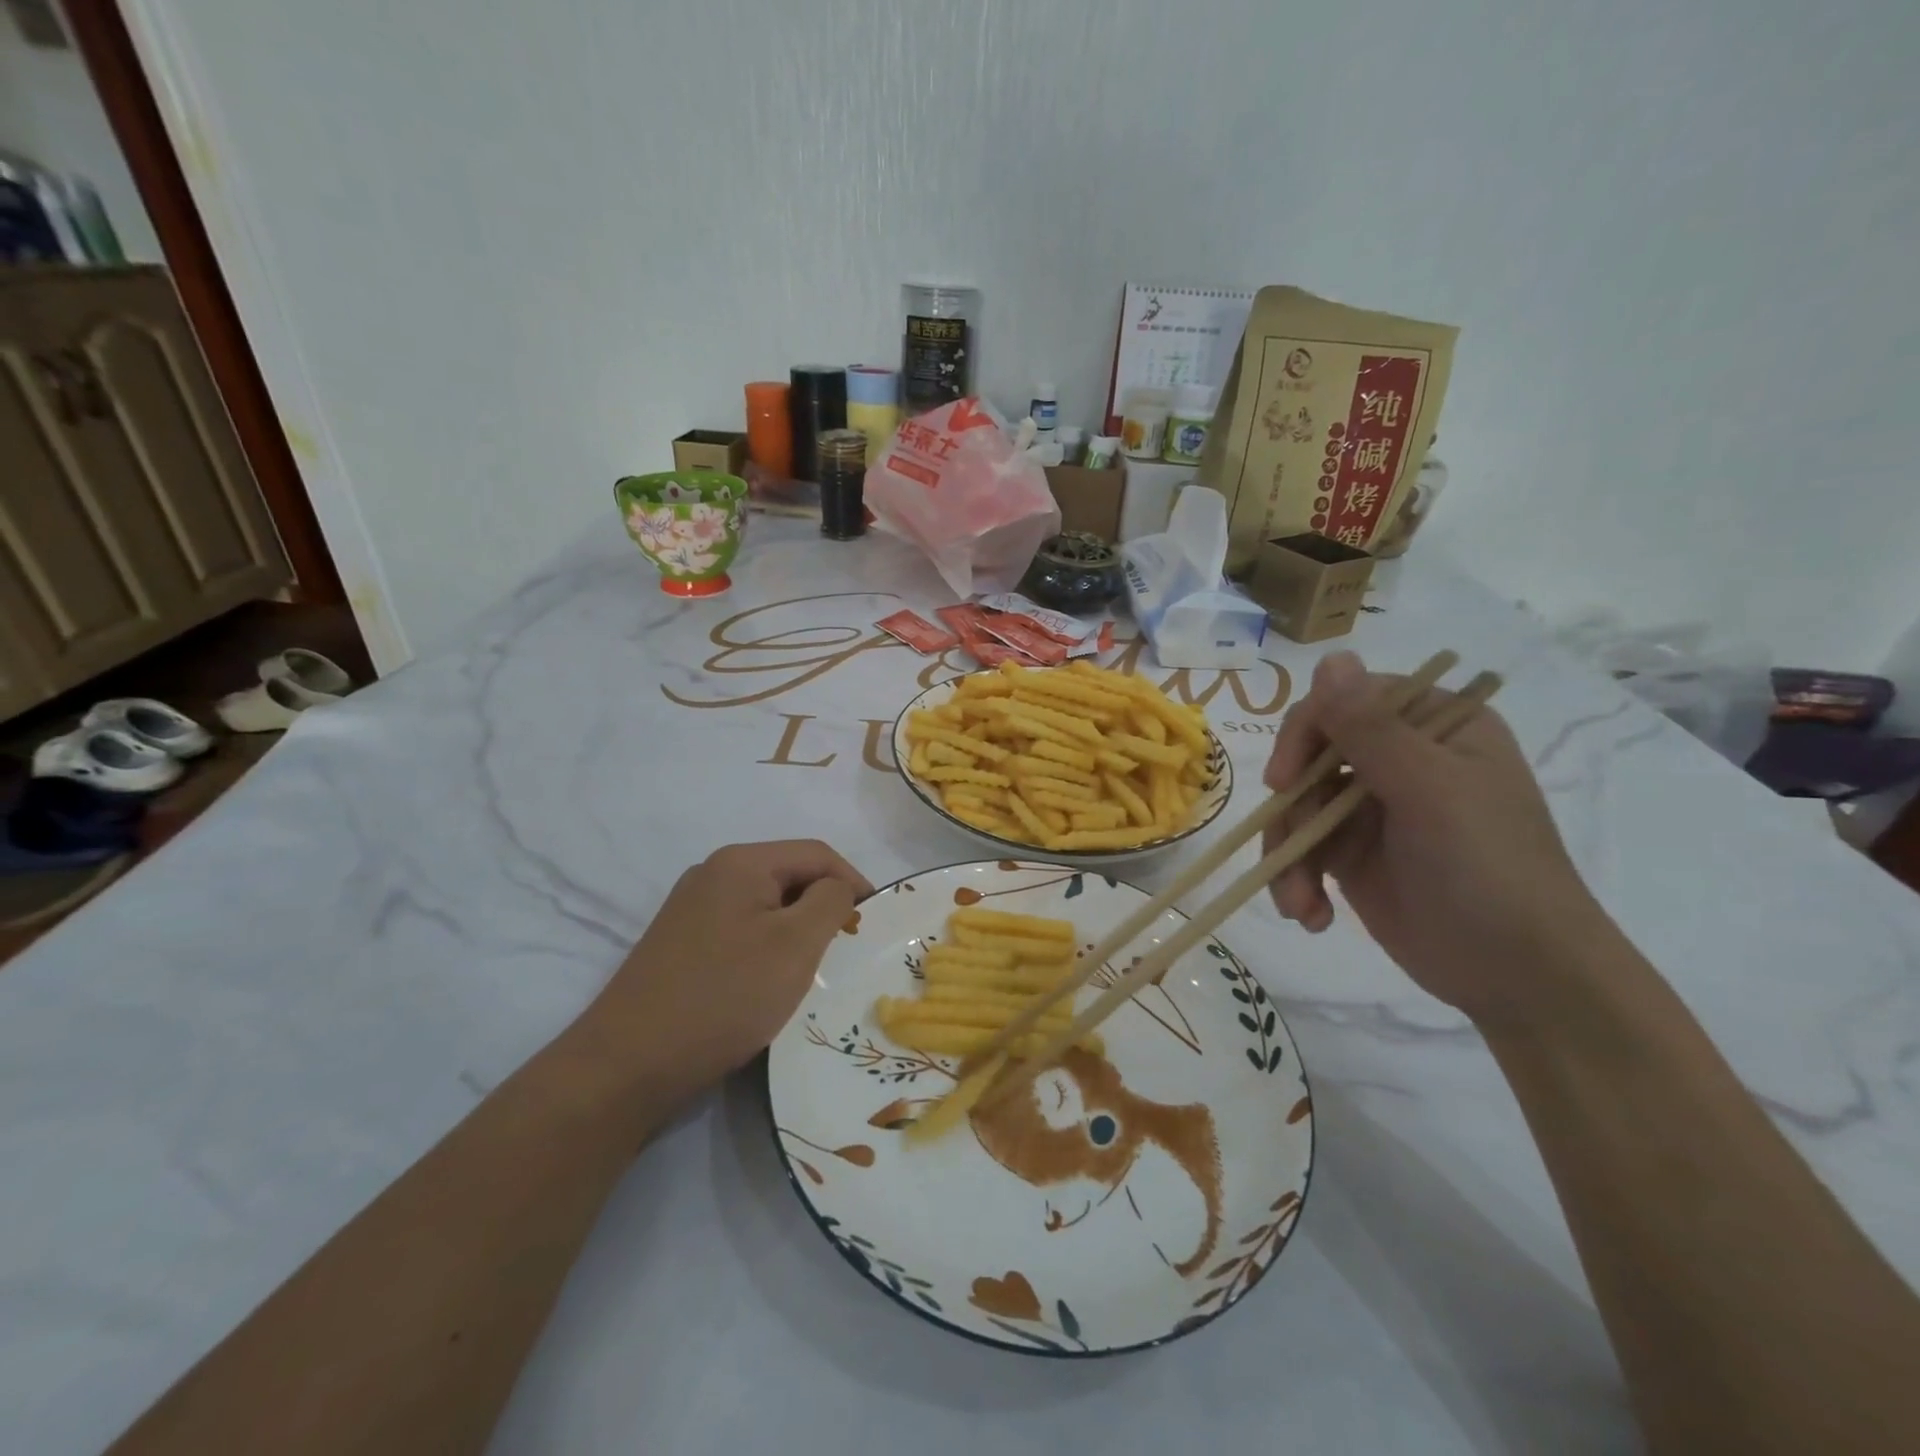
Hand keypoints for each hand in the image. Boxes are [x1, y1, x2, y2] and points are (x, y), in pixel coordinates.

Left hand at [579, 840, 871, 1110]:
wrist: (627, 1065)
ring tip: (810, 971)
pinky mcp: (679, 945)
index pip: (816, 853)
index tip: (875, 922)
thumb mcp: (795, 944)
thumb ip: (830, 901)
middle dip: (823, 907)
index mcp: (740, 862)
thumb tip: (837, 887)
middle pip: (788, 876)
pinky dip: (766, 948)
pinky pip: (740, 930)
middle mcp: (711, 874)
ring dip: (795, 930)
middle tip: (846, 950)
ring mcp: (690, 910)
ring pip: (765, 906)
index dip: (854, 881)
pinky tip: (767, 985)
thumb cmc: (724, 995)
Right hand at [1263, 652, 1612, 1025]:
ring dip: (1288, 856)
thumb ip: (1372, 728)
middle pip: (1310, 758)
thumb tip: (1329, 655)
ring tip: (1300, 904)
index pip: (1345, 703)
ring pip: (1296, 808)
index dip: (1304, 735)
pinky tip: (1310, 915)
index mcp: (1435, 727)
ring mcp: (1372, 808)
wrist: (1519, 976)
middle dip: (1292, 810)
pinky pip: (1301, 848)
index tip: (1284, 782)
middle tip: (1287, 848)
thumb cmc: (1487, 869)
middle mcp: (1401, 759)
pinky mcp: (1352, 854)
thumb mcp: (1429, 792)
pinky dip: (1296, 880)